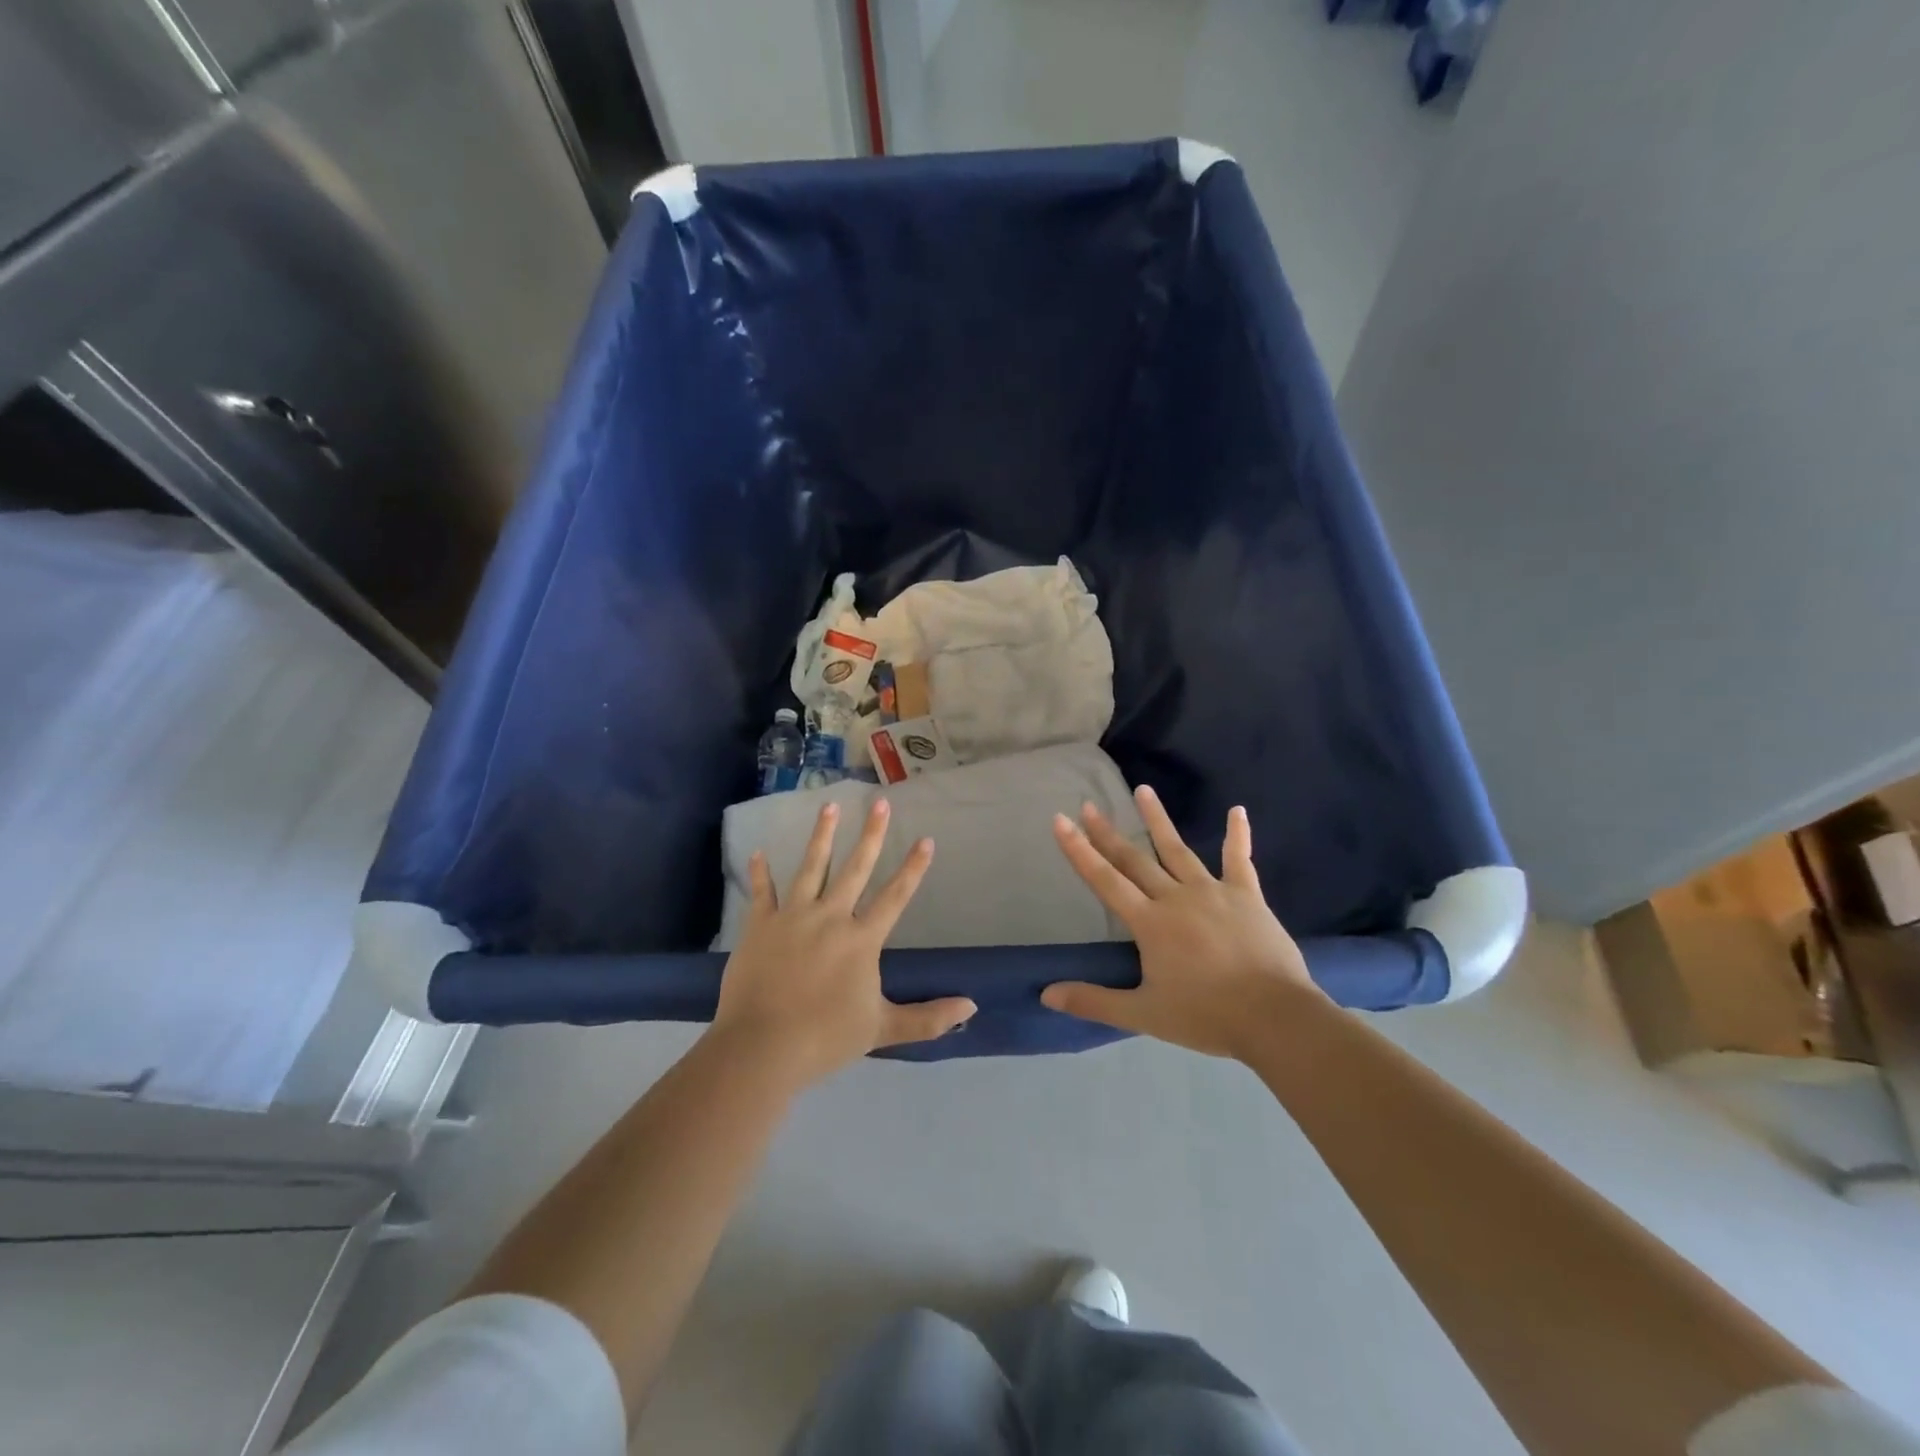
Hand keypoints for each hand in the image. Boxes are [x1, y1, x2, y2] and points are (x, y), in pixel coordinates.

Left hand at [712, 799, 975, 1088]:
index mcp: (861, 939)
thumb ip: (928, 1018)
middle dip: (871, 834)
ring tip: (830, 806)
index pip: (895, 896)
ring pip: (811, 867)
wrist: (762, 1048)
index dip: (913, 868)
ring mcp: (792, 917)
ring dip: (822, 836)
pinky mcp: (759, 926)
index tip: (926, 839)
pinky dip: (759, 873)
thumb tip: (972, 1008)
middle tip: (880, 803)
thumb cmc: (825, 1038)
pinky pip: (761, 893)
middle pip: (855, 868)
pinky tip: (757, 852)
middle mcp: (830, 917)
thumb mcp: (882, 1029)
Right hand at [1042, 786, 1320, 1059]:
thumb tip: (1046, 995)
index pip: (1105, 879)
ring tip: (1143, 790)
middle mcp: (1175, 897)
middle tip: (1090, 805)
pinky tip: (1237, 810)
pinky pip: (1239, 859)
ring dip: (1158, 820)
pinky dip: (1238, 835)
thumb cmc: (1206, 1016)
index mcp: (1149, 923)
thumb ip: (1094, 1002)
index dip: (1079, 850)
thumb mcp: (1143, 1014)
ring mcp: (1213, 891)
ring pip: (1178, 849)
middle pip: (1135, 859)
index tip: (1061, 820)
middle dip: (1108, 833)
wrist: (1274, 1017)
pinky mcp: (1247, 895)